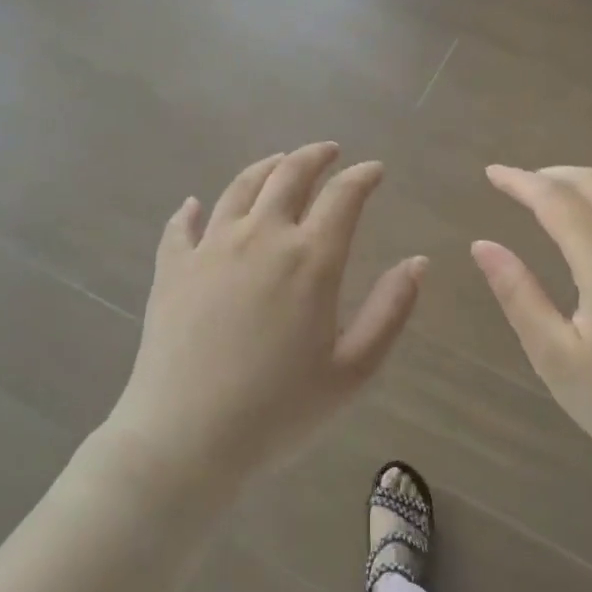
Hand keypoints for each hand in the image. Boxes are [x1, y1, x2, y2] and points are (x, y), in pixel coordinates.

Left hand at [106, 143, 426, 485]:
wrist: (185, 439)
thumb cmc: (279, 411)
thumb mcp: (353, 370)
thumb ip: (390, 310)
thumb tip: (419, 262)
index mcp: (311, 259)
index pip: (343, 196)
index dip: (362, 176)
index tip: (374, 170)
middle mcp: (261, 237)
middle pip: (289, 174)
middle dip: (315, 156)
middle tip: (330, 152)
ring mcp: (211, 248)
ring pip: (240, 188)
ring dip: (265, 167)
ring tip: (279, 162)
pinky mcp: (172, 268)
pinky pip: (181, 226)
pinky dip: (191, 210)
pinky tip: (194, 206)